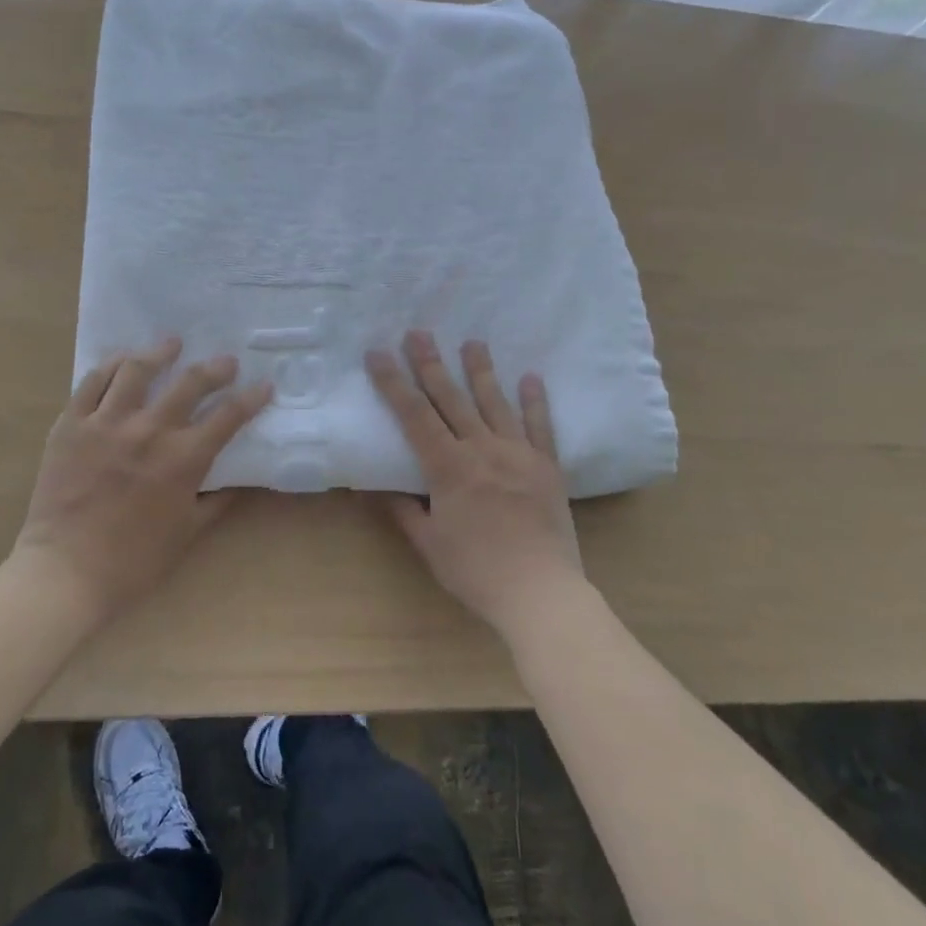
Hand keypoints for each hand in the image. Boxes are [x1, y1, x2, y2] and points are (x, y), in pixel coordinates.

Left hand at [12, 338, 272, 627]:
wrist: (65, 572)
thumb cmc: (134, 560)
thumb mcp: (188, 532)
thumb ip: (217, 501)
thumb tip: (238, 481)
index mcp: (183, 459)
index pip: (229, 416)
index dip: (252, 398)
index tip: (264, 386)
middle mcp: (149, 431)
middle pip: (190, 383)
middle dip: (215, 368)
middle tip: (226, 362)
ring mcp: (106, 423)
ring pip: (137, 370)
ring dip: (160, 352)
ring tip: (171, 343)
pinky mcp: (71, 424)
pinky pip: (92, 382)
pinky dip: (111, 365)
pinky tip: (124, 359)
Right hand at [367, 332, 583, 637]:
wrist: (540, 592)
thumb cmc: (477, 572)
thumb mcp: (430, 545)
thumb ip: (406, 512)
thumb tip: (385, 489)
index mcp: (449, 468)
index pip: (414, 416)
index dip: (393, 383)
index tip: (378, 354)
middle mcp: (482, 450)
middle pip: (451, 399)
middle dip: (431, 364)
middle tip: (418, 332)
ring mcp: (518, 454)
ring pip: (495, 403)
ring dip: (481, 371)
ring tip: (473, 341)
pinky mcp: (547, 467)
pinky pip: (540, 427)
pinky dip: (535, 401)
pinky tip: (531, 377)